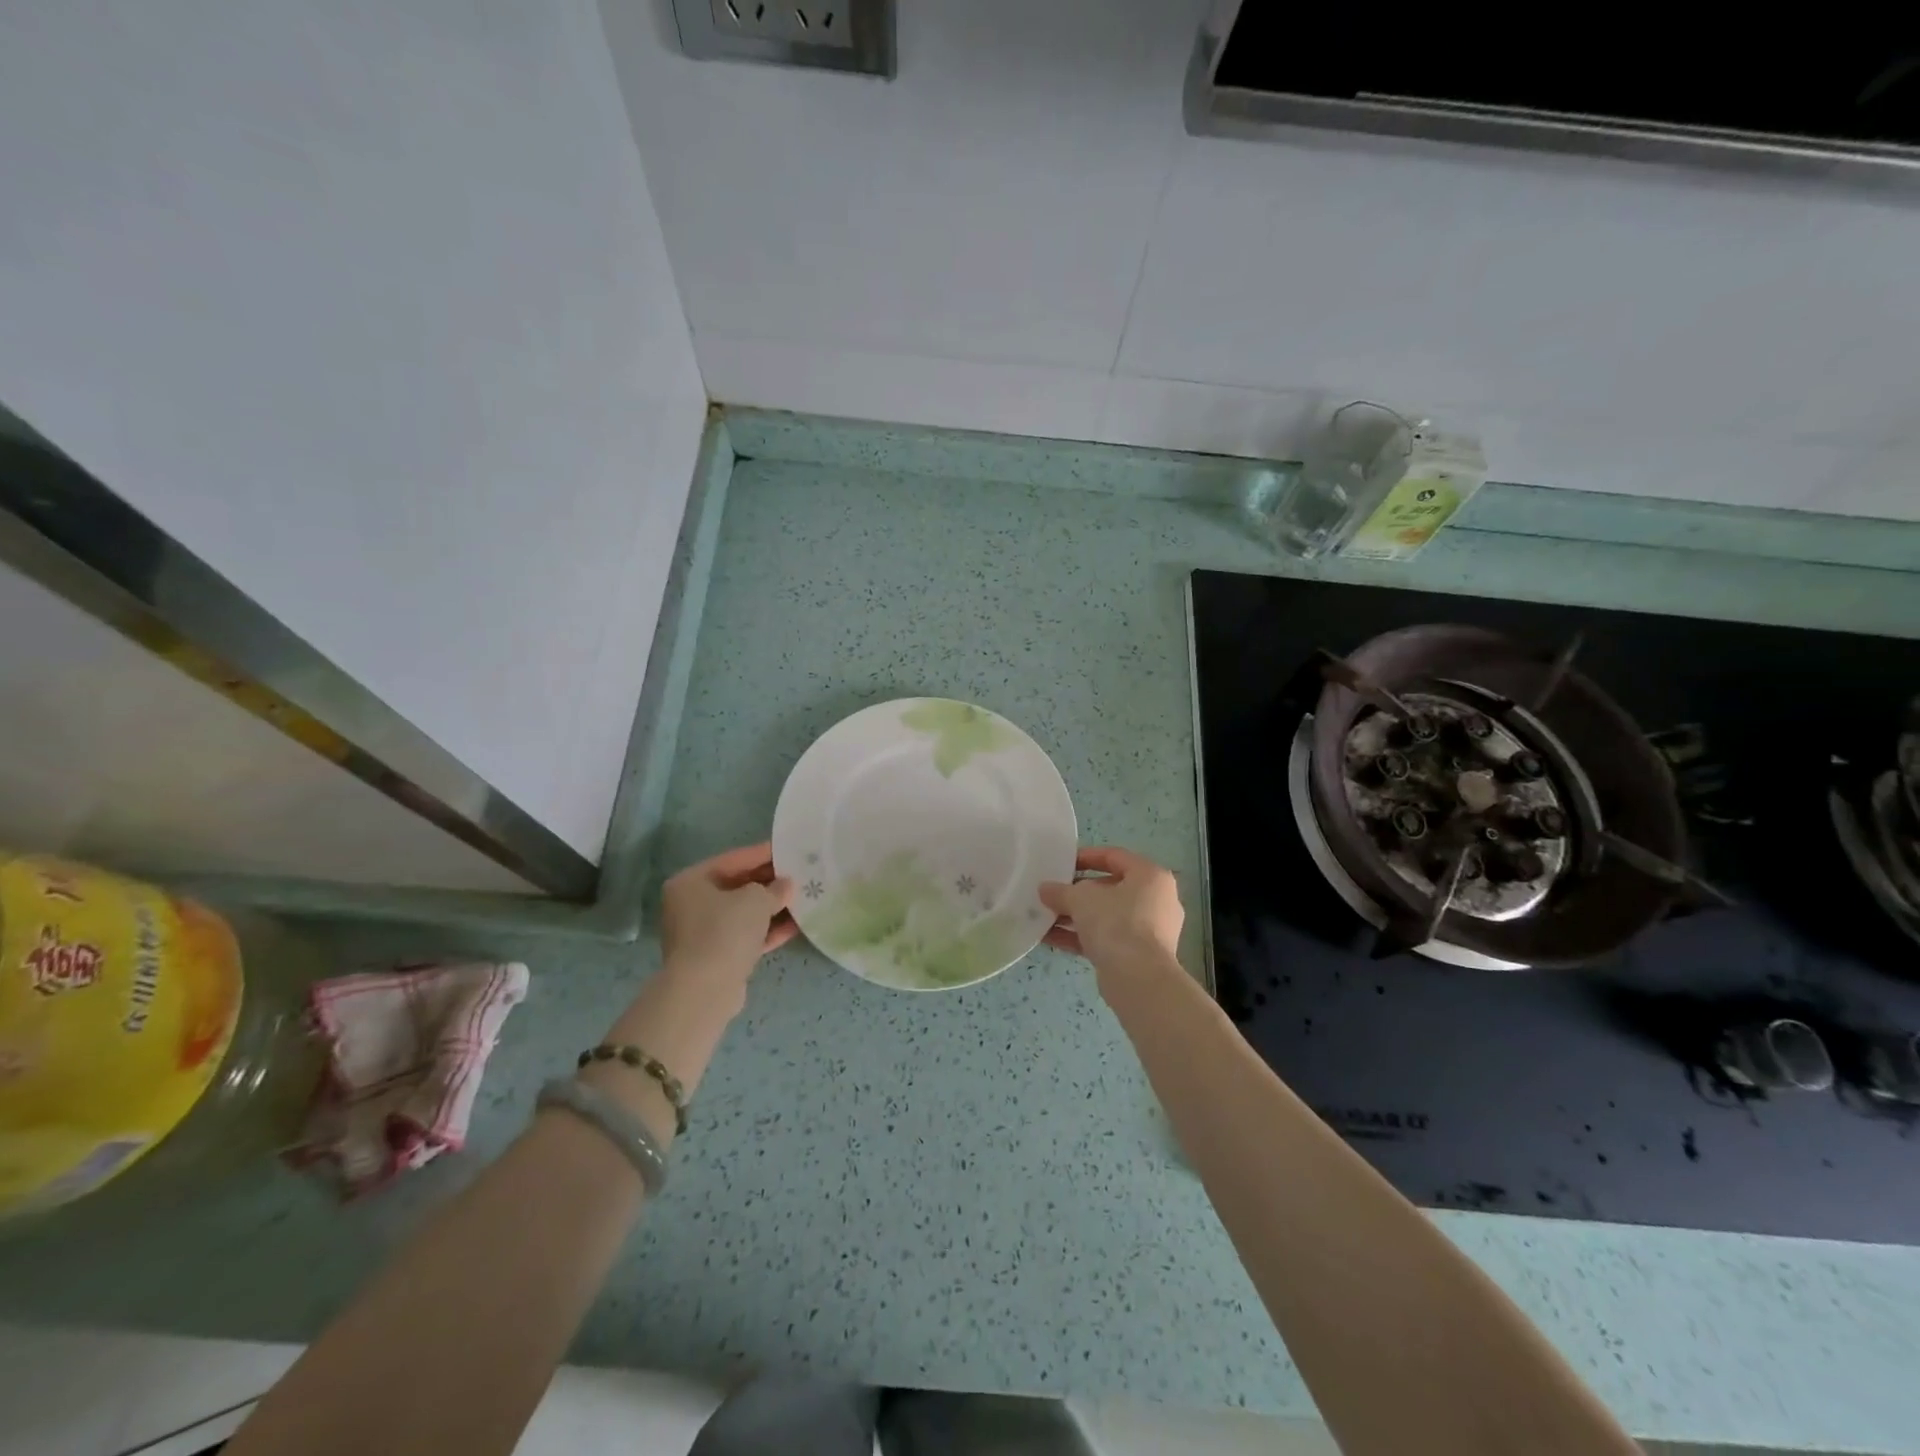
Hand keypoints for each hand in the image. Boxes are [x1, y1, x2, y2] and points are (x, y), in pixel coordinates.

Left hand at [659, 842, 796, 983]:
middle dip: (770, 883)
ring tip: (804, 900)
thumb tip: (786, 886)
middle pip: (738, 886)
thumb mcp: (756, 900)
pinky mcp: (717, 957)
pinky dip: (768, 931)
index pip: (734, 859)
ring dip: (772, 908)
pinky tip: (796, 927)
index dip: (764, 853)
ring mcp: (703, 933)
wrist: (704, 991)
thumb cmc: (725, 931)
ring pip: (744, 913)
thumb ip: (775, 888)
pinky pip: (746, 936)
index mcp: (691, 881)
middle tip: (801, 875)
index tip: (790, 849)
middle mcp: (691, 904)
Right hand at [1039, 846, 1184, 967]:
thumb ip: (1061, 891)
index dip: (1085, 857)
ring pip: (1107, 916)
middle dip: (1077, 892)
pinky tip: (1050, 939)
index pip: (1114, 856)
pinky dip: (1081, 937)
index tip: (1061, 863)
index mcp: (1150, 876)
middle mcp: (1156, 900)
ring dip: (1075, 916)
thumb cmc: (1116, 924)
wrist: (1139, 979)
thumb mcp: (1081, 899)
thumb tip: (1045, 889)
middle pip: (1110, 888)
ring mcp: (1150, 930)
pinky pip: (1107, 938)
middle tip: (1052, 894)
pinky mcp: (1139, 956)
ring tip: (1045, 917)